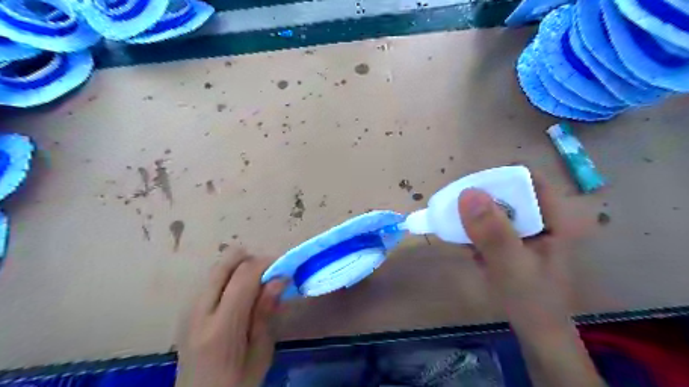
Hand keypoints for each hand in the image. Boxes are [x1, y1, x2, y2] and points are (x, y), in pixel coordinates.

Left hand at [177, 251, 287, 385]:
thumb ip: (266, 313)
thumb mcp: (261, 354)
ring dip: (240, 267)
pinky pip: (211, 280)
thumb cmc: (237, 384)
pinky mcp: (186, 310)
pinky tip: (240, 294)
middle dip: (251, 259)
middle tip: (270, 273)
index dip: (266, 263)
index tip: (284, 268)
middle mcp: (199, 311)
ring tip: (257, 283)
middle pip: (224, 263)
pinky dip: (229, 276)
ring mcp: (188, 309)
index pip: (244, 276)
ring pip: (216, 268)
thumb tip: (279, 278)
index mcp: (221, 328)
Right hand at [459, 173, 573, 335]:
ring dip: (473, 216)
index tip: (469, 189)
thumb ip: (493, 231)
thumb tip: (467, 193)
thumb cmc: (531, 300)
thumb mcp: (511, 265)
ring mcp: (526, 231)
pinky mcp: (512, 242)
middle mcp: (541, 219)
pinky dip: (473, 231)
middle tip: (454, 209)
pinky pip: (489, 226)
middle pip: (507, 193)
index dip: (498, 178)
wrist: (536, 333)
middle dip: (480, 200)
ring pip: (495, 210)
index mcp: (554, 218)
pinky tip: (462, 242)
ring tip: (454, 226)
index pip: (527, 180)